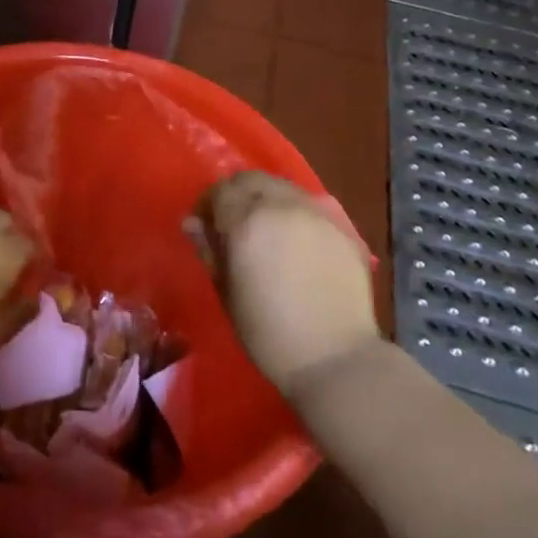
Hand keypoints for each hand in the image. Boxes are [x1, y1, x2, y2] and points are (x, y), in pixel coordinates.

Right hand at [197, 172, 378, 394]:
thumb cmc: (268, 333)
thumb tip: (194, 224)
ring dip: (266, 199)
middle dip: (236, 194)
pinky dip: (295, 213)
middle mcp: (282, 205)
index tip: (205, 227)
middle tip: (232, 224)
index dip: (208, 206)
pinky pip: (310, 206)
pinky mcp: (343, 227)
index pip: (220, 191)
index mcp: (247, 221)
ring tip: (265, 230)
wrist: (336, 358)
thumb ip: (209, 250)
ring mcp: (317, 213)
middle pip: (251, 179)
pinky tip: (296, 242)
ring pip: (283, 187)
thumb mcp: (226, 292)